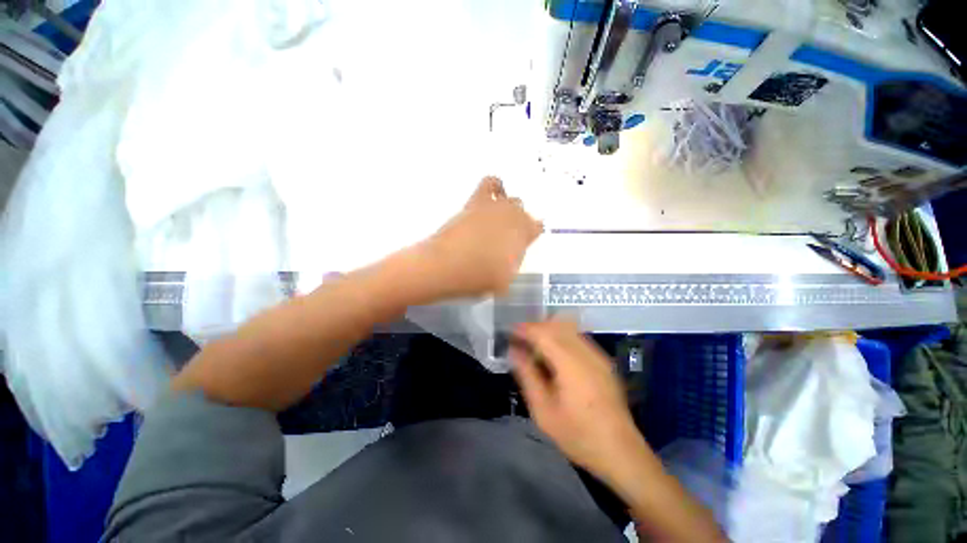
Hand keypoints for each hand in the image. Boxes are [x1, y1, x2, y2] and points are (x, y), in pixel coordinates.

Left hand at [422, 177, 542, 297]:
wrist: (446, 265)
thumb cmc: (477, 277)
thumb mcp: (504, 279)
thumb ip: (513, 262)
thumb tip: (510, 255)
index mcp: (524, 235)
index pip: (537, 227)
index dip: (530, 235)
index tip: (523, 243)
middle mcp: (513, 217)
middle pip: (523, 212)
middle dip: (519, 223)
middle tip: (507, 237)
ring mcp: (494, 207)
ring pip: (511, 198)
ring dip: (509, 208)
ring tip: (499, 219)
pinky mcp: (475, 202)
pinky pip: (490, 183)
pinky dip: (494, 186)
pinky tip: (492, 194)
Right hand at [510, 320, 645, 479]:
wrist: (621, 453)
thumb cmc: (578, 435)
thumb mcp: (543, 411)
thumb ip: (527, 376)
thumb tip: (514, 351)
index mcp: (571, 365)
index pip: (544, 334)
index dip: (525, 329)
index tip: (510, 331)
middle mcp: (587, 353)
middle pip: (557, 326)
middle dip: (536, 327)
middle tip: (519, 339)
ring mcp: (598, 356)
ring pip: (568, 329)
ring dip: (548, 331)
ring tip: (533, 345)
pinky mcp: (603, 362)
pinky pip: (578, 338)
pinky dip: (561, 337)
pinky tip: (553, 354)